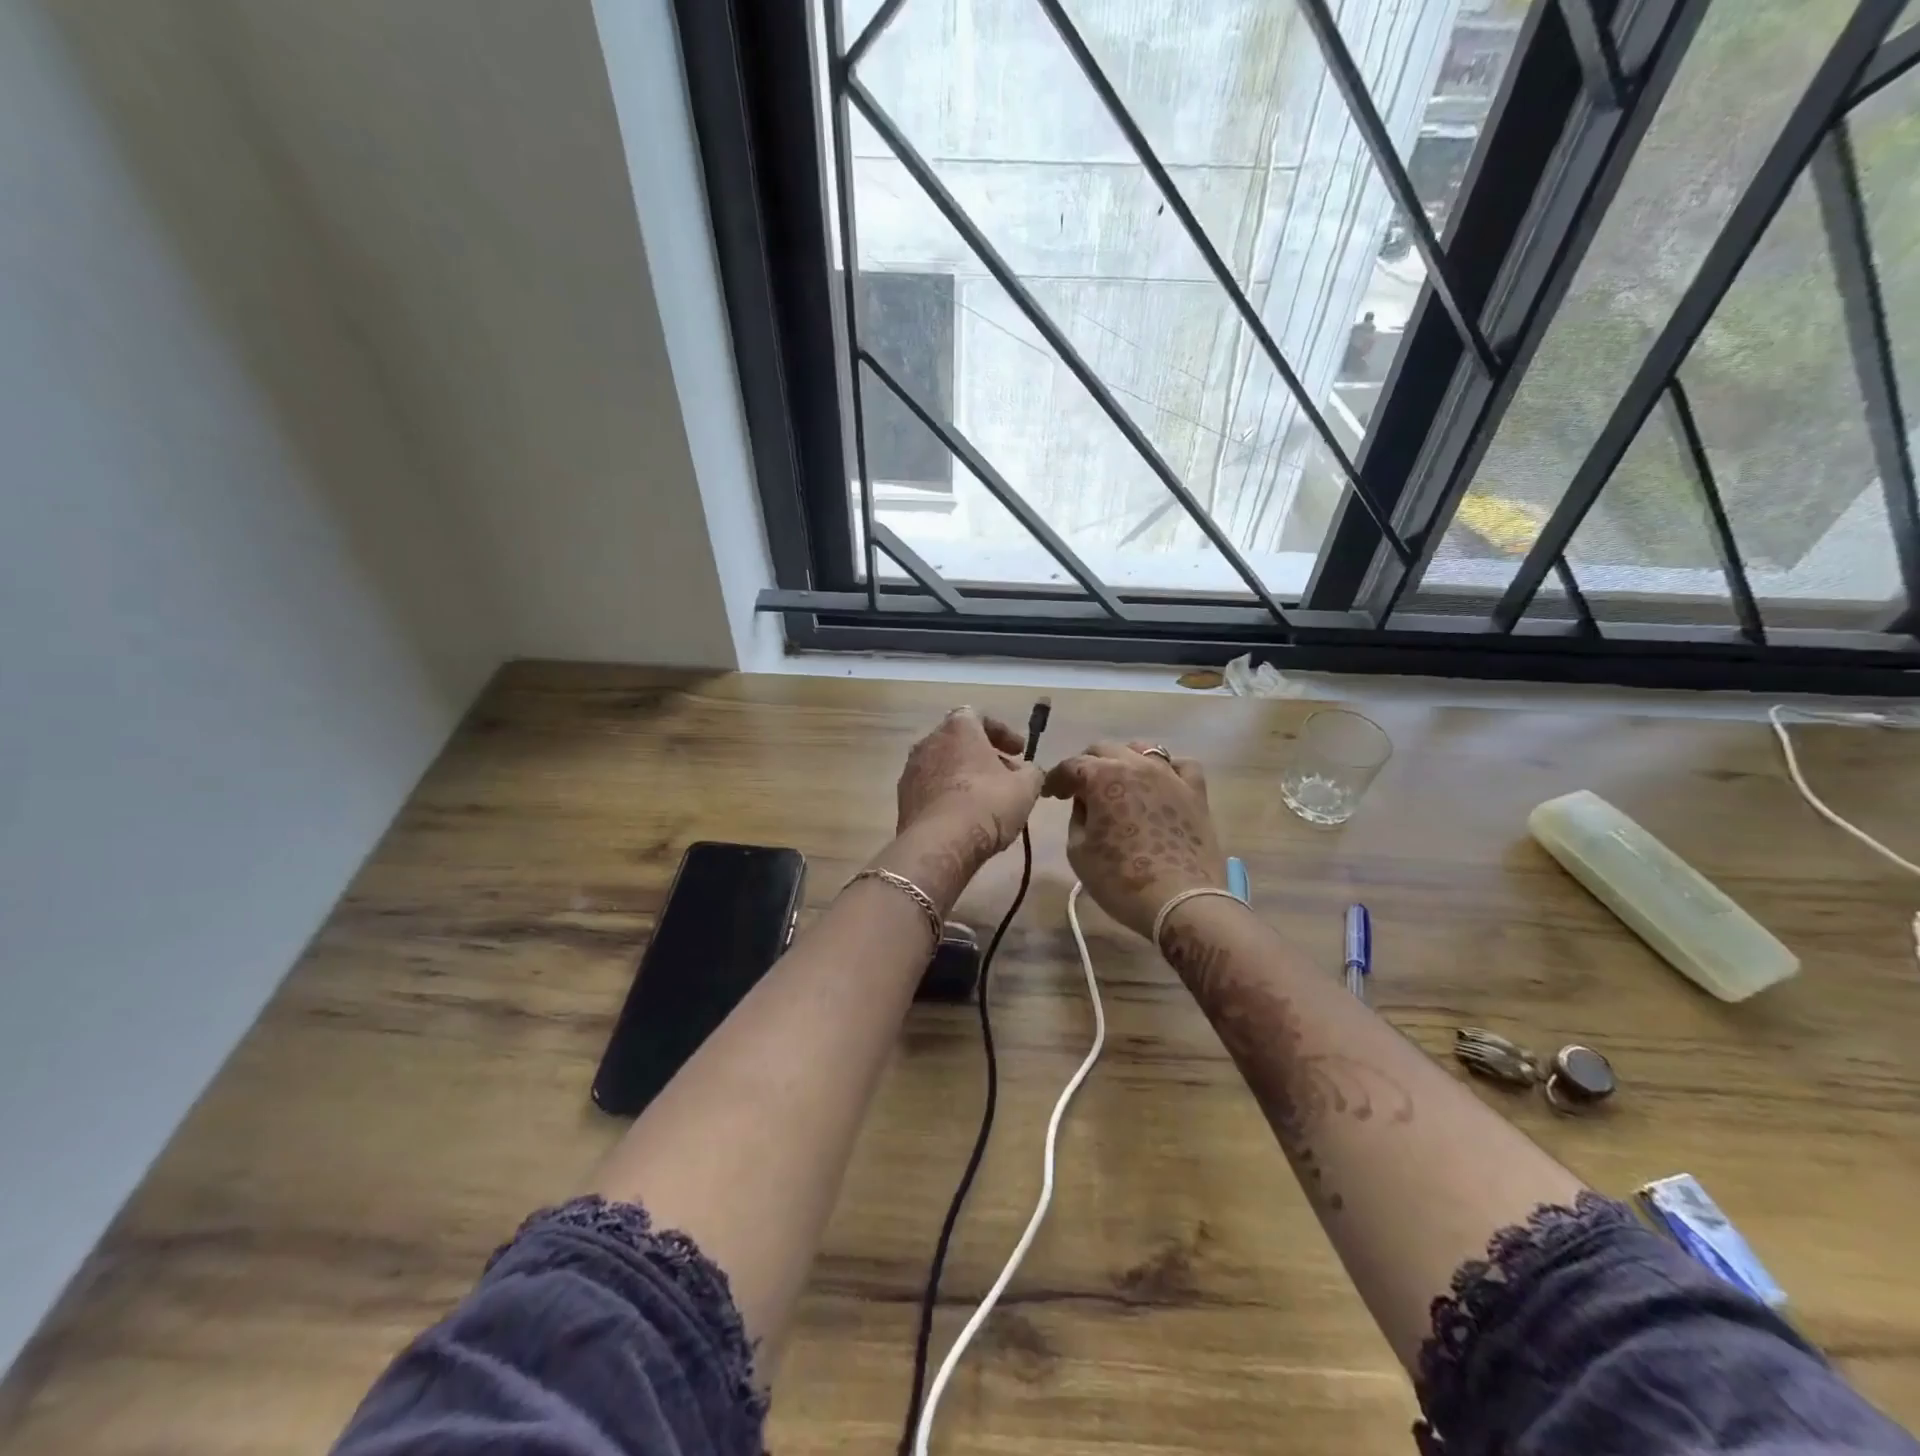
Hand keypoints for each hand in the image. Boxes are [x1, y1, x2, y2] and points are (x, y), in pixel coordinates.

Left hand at [895, 707, 1044, 868]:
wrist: (940, 843)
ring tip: (986, 799)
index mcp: (958, 728)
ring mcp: (911, 770)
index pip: (979, 716)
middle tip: (1005, 775)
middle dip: (983, 756)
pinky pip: (931, 789)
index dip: (1003, 733)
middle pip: (959, 741)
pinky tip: (964, 817)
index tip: (1020, 751)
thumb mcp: (1025, 787)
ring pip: (943, 765)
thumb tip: (1029, 772)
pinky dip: (948, 795)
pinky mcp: (903, 799)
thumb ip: (1031, 772)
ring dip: (964, 776)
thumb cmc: (987, 803)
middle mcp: (928, 741)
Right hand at [1043, 741, 1226, 938]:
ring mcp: (1170, 776)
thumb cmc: (1121, 879)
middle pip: (1105, 749)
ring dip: (1123, 760)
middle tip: (1080, 790)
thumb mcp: (1078, 851)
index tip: (1051, 794)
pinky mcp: (1196, 792)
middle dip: (1087, 765)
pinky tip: (1161, 783)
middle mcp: (1136, 765)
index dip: (1056, 779)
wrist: (1180, 901)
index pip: (1071, 765)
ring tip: (1119, 782)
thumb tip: (1086, 803)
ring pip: (1143, 750)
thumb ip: (1078, 818)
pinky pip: (1182, 765)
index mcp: (1102, 777)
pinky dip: (1167, 769)